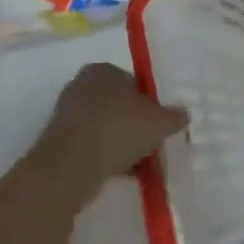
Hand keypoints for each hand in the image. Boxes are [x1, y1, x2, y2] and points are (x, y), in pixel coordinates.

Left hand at [28, 63, 188, 199]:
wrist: (70, 167)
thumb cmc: (118, 130)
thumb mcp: (159, 122)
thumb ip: (174, 116)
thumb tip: (183, 115)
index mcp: (102, 70)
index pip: (134, 82)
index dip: (152, 103)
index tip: (162, 123)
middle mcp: (81, 87)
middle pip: (120, 106)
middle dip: (137, 125)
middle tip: (154, 143)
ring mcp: (67, 116)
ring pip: (107, 128)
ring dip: (124, 144)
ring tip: (142, 164)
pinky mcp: (60, 143)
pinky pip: (93, 147)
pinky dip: (108, 158)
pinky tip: (124, 174)